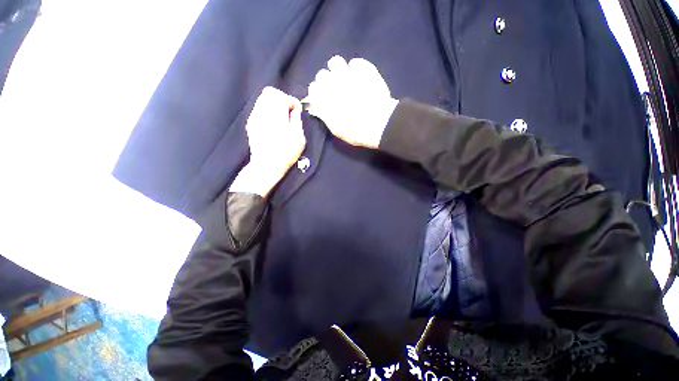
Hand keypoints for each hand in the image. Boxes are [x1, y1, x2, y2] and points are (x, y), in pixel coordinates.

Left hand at [230, 87, 304, 197]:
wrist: (267, 165)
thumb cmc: (286, 152)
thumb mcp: (299, 137)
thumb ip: (297, 119)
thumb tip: (295, 110)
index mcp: (276, 114)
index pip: (283, 96)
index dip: (292, 101)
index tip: (297, 110)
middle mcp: (262, 112)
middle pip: (270, 92)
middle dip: (282, 99)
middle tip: (289, 111)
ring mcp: (254, 117)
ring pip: (263, 99)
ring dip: (274, 104)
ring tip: (282, 117)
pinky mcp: (251, 123)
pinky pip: (259, 109)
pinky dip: (267, 111)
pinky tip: (273, 123)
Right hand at [306, 56, 398, 148]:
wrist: (378, 123)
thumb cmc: (354, 131)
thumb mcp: (335, 130)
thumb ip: (325, 116)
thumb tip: (316, 108)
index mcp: (323, 98)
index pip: (313, 88)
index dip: (318, 93)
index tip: (324, 97)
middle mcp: (331, 83)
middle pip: (322, 74)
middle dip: (327, 81)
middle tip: (336, 89)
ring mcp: (347, 73)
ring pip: (335, 62)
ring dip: (338, 70)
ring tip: (346, 78)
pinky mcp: (363, 69)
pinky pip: (355, 62)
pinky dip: (356, 68)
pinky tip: (360, 76)